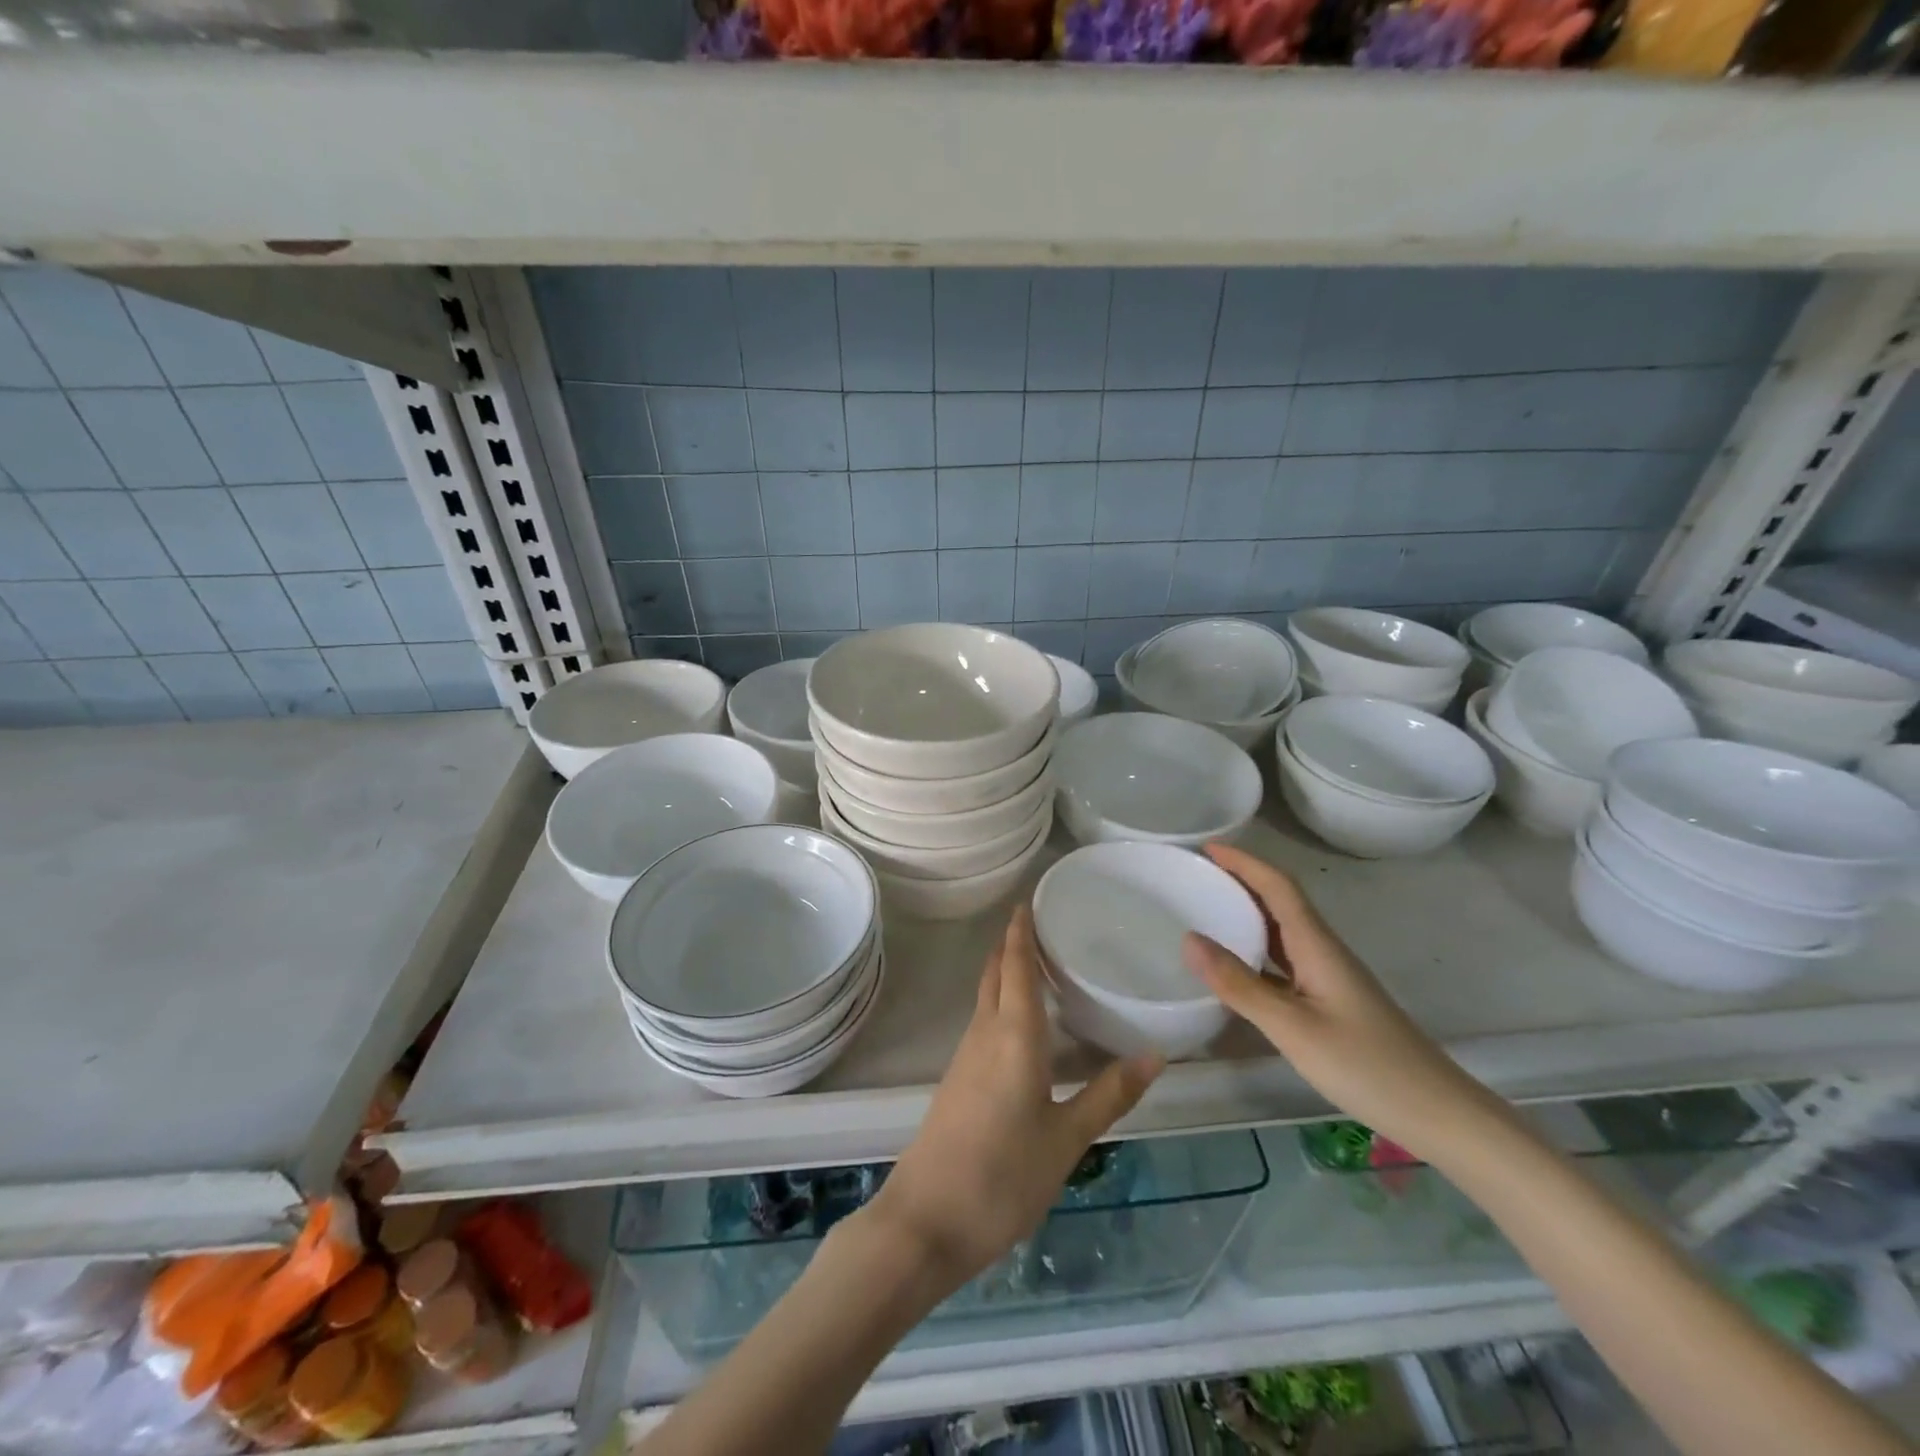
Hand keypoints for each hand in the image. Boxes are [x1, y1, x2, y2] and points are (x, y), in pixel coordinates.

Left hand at [868, 906, 1162, 1288]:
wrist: (926, 1221)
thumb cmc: (1002, 1176)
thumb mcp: (1067, 1140)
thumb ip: (1109, 1095)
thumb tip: (1155, 1054)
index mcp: (1013, 1036)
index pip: (1016, 966)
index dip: (1021, 931)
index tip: (1030, 899)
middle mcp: (985, 1033)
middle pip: (995, 973)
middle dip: (1012, 944)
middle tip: (1043, 923)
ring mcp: (966, 1056)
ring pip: (987, 996)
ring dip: (1007, 971)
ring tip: (1041, 962)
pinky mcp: (959, 1079)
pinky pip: (984, 1021)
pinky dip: (1003, 1002)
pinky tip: (1024, 1022)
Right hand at [1181, 842, 1498, 1161]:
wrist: (1437, 1112)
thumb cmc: (1365, 1065)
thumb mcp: (1292, 1027)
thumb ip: (1239, 985)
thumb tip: (1189, 939)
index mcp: (1317, 945)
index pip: (1278, 887)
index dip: (1243, 862)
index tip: (1206, 847)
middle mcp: (1323, 950)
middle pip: (1280, 901)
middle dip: (1239, 880)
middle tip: (1195, 875)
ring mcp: (1328, 976)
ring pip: (1282, 931)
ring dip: (1246, 913)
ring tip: (1205, 909)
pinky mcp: (1329, 1000)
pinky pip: (1284, 960)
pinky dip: (1255, 950)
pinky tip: (1235, 967)